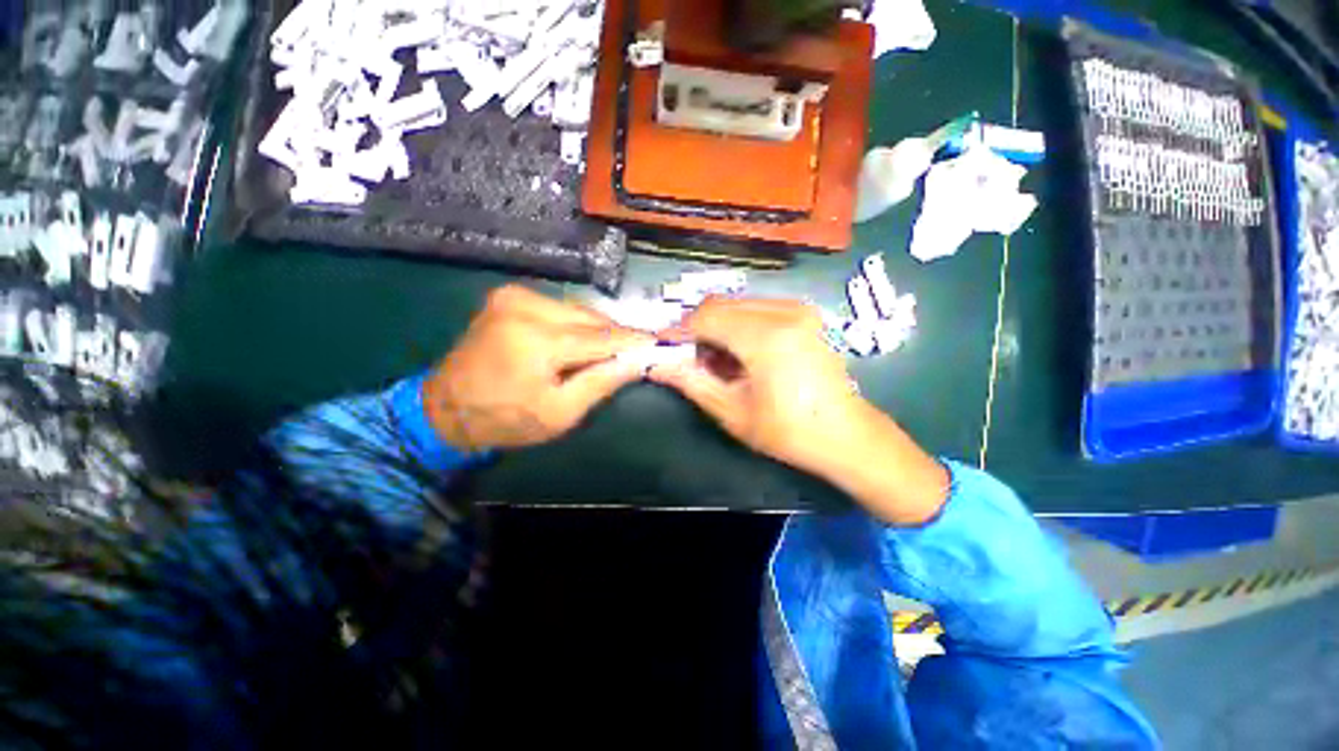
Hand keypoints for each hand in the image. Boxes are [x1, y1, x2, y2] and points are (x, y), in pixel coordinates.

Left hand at [423, 285, 652, 450]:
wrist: (444, 408)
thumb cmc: (505, 420)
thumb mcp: (561, 414)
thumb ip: (602, 382)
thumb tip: (638, 360)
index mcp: (536, 340)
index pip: (601, 337)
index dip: (633, 341)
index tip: (659, 344)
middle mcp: (525, 306)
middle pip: (591, 318)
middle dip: (617, 335)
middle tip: (638, 350)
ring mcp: (514, 296)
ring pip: (577, 310)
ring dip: (598, 329)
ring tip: (614, 348)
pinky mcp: (509, 296)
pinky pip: (560, 308)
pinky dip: (578, 323)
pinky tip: (584, 340)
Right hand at [650, 298, 948, 524]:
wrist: (845, 434)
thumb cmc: (788, 431)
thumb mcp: (732, 411)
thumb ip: (692, 382)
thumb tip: (656, 365)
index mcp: (766, 337)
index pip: (706, 317)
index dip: (680, 330)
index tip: (663, 346)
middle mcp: (784, 311)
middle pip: (720, 304)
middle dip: (697, 328)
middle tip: (690, 358)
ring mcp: (798, 309)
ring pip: (737, 304)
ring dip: (718, 326)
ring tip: (715, 360)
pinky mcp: (804, 313)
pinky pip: (756, 308)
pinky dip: (738, 325)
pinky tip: (739, 352)